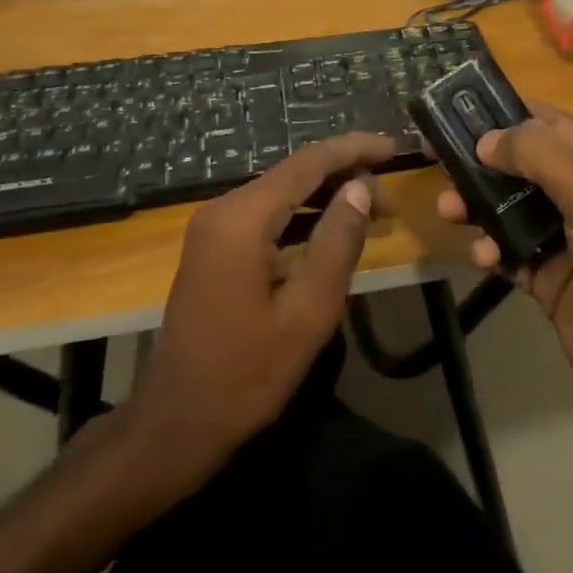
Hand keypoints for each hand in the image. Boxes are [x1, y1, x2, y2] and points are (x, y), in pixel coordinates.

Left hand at [124, 132, 394, 484]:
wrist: (177, 423)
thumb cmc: (247, 374)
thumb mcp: (308, 312)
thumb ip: (337, 242)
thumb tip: (361, 188)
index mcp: (242, 219)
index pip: (308, 163)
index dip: (354, 150)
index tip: (395, 148)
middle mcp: (223, 209)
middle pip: (294, 173)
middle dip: (345, 175)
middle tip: (391, 198)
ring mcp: (214, 227)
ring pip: (281, 192)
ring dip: (326, 196)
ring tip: (374, 211)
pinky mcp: (214, 246)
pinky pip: (266, 215)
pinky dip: (303, 215)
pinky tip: (332, 229)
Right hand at [437, 105, 572, 445]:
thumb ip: (540, 156)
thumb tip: (487, 141)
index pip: (551, 125)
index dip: (508, 113)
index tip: (459, 108)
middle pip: (523, 165)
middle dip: (482, 160)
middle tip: (434, 156)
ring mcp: (566, 240)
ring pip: (509, 208)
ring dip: (477, 204)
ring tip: (448, 209)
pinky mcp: (548, 279)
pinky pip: (508, 252)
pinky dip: (489, 248)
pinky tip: (480, 255)